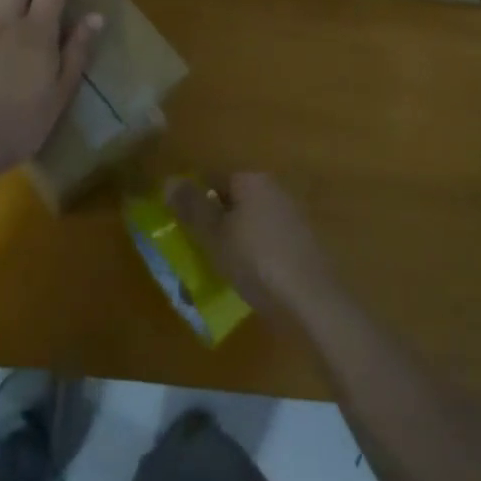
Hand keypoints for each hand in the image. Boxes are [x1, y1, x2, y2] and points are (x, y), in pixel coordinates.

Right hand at [166, 173, 342, 323]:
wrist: (311, 300)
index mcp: (253, 181)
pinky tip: (249, 279)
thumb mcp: (214, 235)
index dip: (196, 202)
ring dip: (236, 241)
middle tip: (200, 251)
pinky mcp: (303, 244)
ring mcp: (293, 217)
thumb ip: (192, 207)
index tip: (184, 229)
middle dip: (216, 223)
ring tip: (221, 270)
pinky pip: (268, 242)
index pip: (215, 180)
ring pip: (252, 223)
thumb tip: (169, 180)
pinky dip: (256, 256)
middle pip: (235, 201)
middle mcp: (275, 190)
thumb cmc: (256, 260)